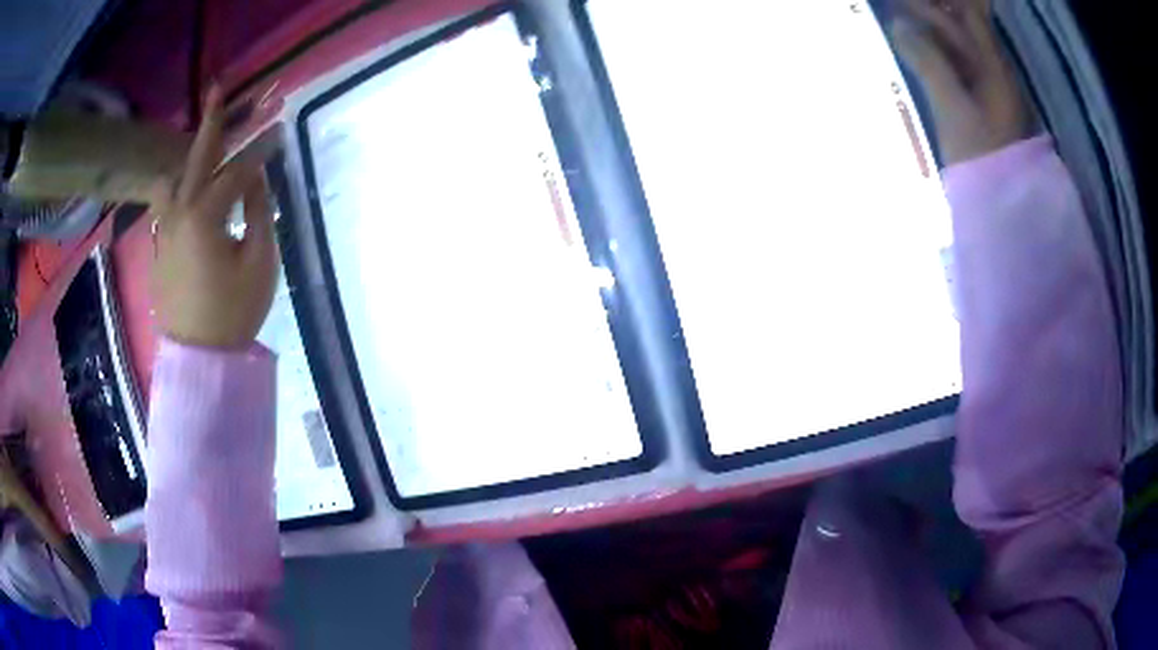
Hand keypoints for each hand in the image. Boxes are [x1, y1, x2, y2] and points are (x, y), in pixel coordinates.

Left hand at [151, 87, 277, 348]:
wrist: (200, 358)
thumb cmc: (234, 311)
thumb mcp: (260, 261)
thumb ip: (258, 211)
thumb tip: (256, 178)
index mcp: (204, 216)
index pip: (236, 170)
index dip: (260, 149)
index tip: (279, 129)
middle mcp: (179, 212)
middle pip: (196, 157)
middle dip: (212, 121)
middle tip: (218, 87)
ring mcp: (165, 229)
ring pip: (171, 177)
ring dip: (188, 155)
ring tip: (201, 142)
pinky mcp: (161, 245)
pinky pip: (166, 200)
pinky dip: (178, 182)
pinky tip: (188, 182)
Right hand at [889, 0, 1033, 165]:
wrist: (1001, 205)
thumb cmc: (980, 155)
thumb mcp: (953, 108)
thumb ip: (928, 63)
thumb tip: (896, 25)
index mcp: (993, 67)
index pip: (966, 18)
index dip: (936, 5)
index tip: (905, 3)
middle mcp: (993, 71)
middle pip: (961, 30)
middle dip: (930, 14)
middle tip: (896, 10)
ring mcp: (987, 89)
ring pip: (958, 48)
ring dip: (931, 34)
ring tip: (900, 26)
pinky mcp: (978, 105)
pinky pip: (956, 69)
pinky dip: (935, 57)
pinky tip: (917, 55)